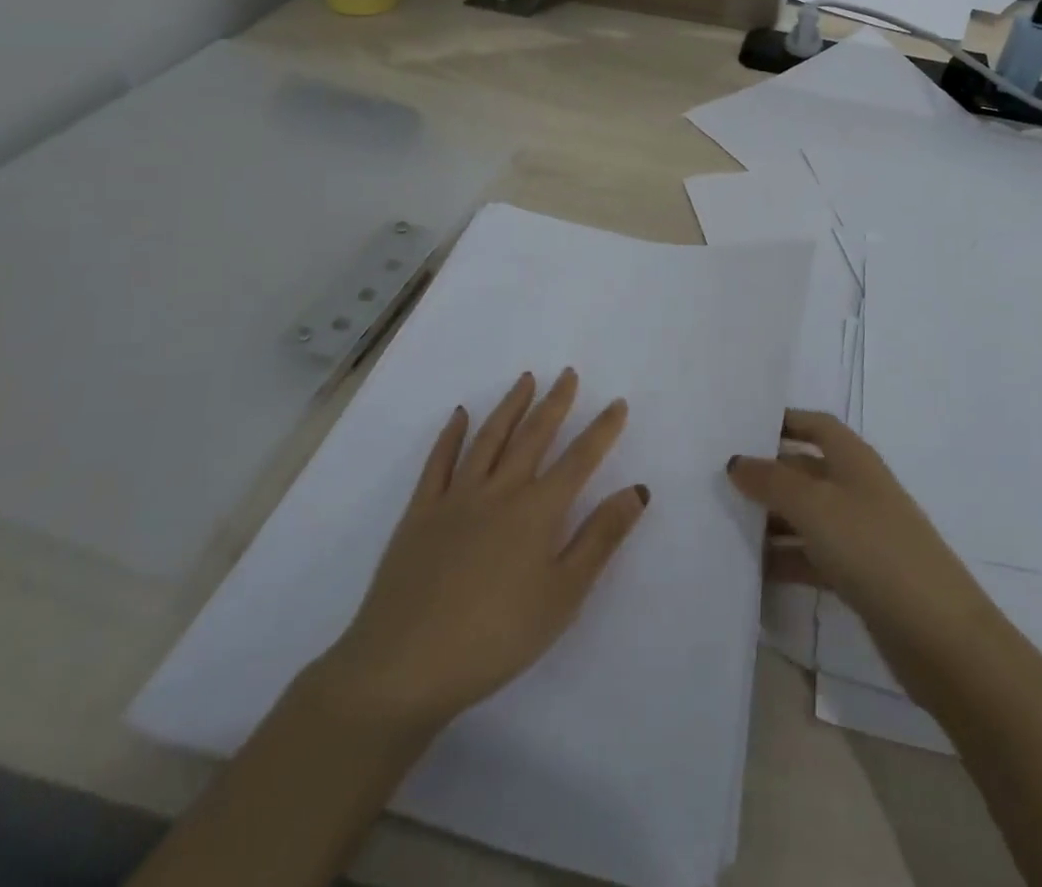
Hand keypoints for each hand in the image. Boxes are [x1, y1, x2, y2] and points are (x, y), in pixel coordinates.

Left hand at [316, 369, 647, 735]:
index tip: (617, 403)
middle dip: (555, 403)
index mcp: (537, 511)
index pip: (579, 459)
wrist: (404, 668)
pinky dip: (451, 435)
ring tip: (526, 379)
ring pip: (489, 438)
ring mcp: (456, 498)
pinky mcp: (420, 513)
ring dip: (510, 406)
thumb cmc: (496, 638)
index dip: (602, 430)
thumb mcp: (563, 596)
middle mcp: (499, 490)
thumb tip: (638, 490)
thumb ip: (601, 538)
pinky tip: (460, 415)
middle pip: (533, 436)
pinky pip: (438, 462)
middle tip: (568, 374)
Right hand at [727, 411, 1008, 701]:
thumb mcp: (816, 506)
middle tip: (717, 481)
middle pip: (805, 470)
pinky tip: (752, 570)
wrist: (937, 633)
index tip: (739, 428)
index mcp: (853, 459)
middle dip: (767, 474)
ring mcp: (859, 533)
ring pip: (806, 515)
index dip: (782, 421)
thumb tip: (736, 461)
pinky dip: (785, 559)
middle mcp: (856, 488)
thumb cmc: (873, 549)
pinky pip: (812, 556)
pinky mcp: (858, 575)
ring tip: (724, 525)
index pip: (815, 425)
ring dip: (771, 519)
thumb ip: (773, 481)